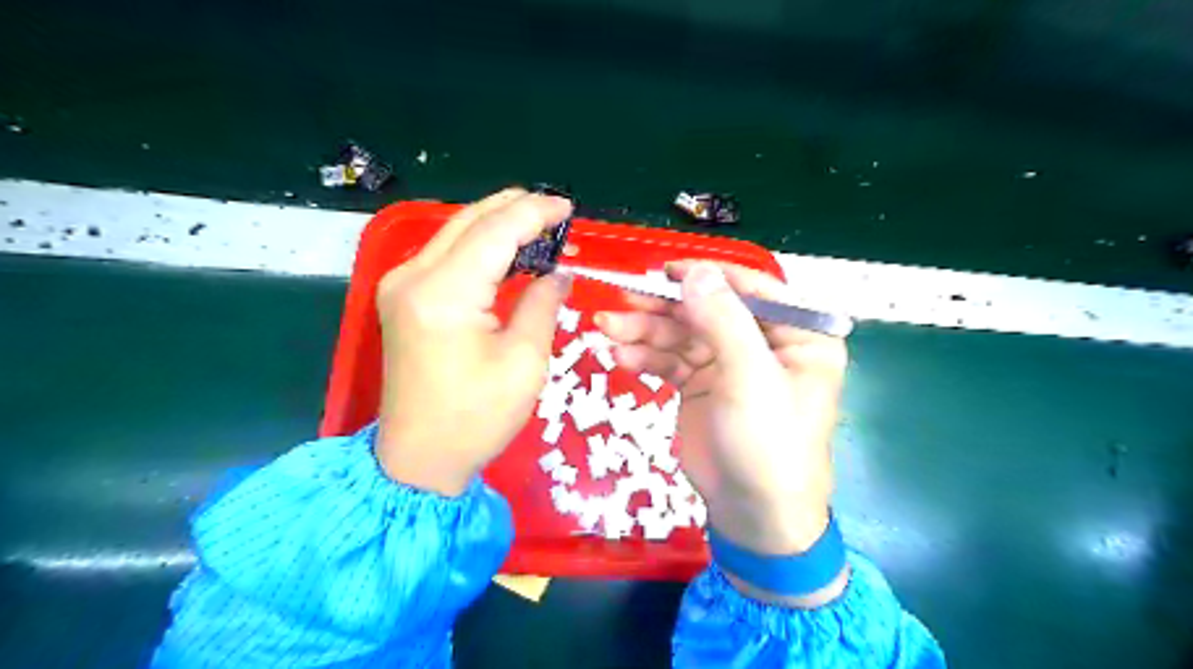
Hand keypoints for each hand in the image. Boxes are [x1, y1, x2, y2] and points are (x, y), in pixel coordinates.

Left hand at [373, 189, 574, 495]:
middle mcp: (413, 276)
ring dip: (497, 224)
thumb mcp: (524, 362)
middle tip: (556, 211)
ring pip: (455, 232)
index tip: (568, 208)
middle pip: (470, 221)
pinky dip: (480, 245)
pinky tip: (508, 251)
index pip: (495, 232)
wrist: (418, 459)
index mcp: (444, 293)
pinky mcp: (402, 298)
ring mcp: (401, 285)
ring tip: (539, 224)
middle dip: (515, 208)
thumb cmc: (476, 418)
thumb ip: (542, 305)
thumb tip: (559, 274)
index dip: (535, 214)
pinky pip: (446, 254)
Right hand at [596, 261, 846, 601]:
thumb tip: (695, 271)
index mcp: (796, 335)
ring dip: (644, 330)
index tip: (666, 270)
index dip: (709, 276)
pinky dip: (645, 356)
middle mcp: (762, 343)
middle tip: (622, 299)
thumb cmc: (768, 442)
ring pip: (683, 334)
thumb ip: (722, 319)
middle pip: (708, 310)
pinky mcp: (702, 386)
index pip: (753, 290)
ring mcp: (729, 364)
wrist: (752, 513)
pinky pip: (671, 361)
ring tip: (606, 327)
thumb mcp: (749, 377)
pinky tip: (619, 355)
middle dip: (664, 307)